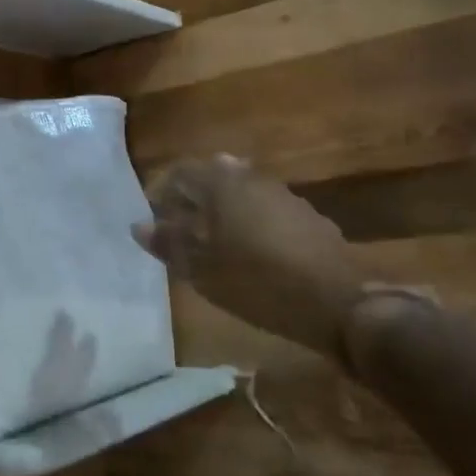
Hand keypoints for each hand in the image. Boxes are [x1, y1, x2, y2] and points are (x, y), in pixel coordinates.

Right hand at [134, 155, 364, 363]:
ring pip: (241, 194)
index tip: (155, 220)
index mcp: (222, 184)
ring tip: (212, 245)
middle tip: (180, 233)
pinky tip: (250, 254)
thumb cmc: (257, 282)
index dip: (162, 193)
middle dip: (192, 201)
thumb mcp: (202, 270)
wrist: (337, 303)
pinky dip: (249, 223)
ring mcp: (284, 196)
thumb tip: (138, 226)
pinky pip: (265, 210)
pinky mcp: (307, 217)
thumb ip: (168, 243)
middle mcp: (253, 179)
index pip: (181, 172)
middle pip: (212, 178)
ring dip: (222, 212)